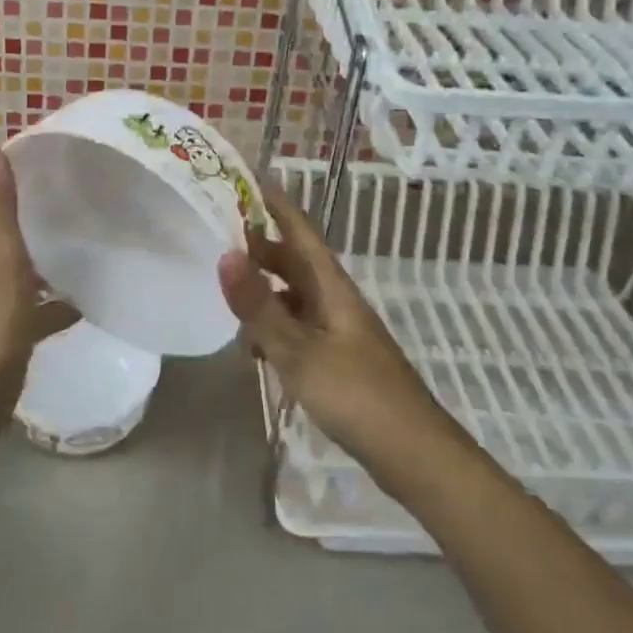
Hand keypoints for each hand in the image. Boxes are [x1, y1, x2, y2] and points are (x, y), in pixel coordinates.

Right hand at [218, 183, 456, 480]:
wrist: (414, 454)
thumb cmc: (356, 395)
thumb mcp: (298, 351)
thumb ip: (259, 306)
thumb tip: (224, 254)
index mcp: (331, 287)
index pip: (299, 231)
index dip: (276, 203)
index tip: (247, 177)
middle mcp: (335, 300)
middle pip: (294, 262)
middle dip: (260, 248)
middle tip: (218, 238)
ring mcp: (339, 331)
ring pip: (294, 296)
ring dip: (264, 291)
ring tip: (228, 296)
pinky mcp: (338, 359)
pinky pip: (298, 328)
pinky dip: (274, 327)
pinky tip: (256, 348)